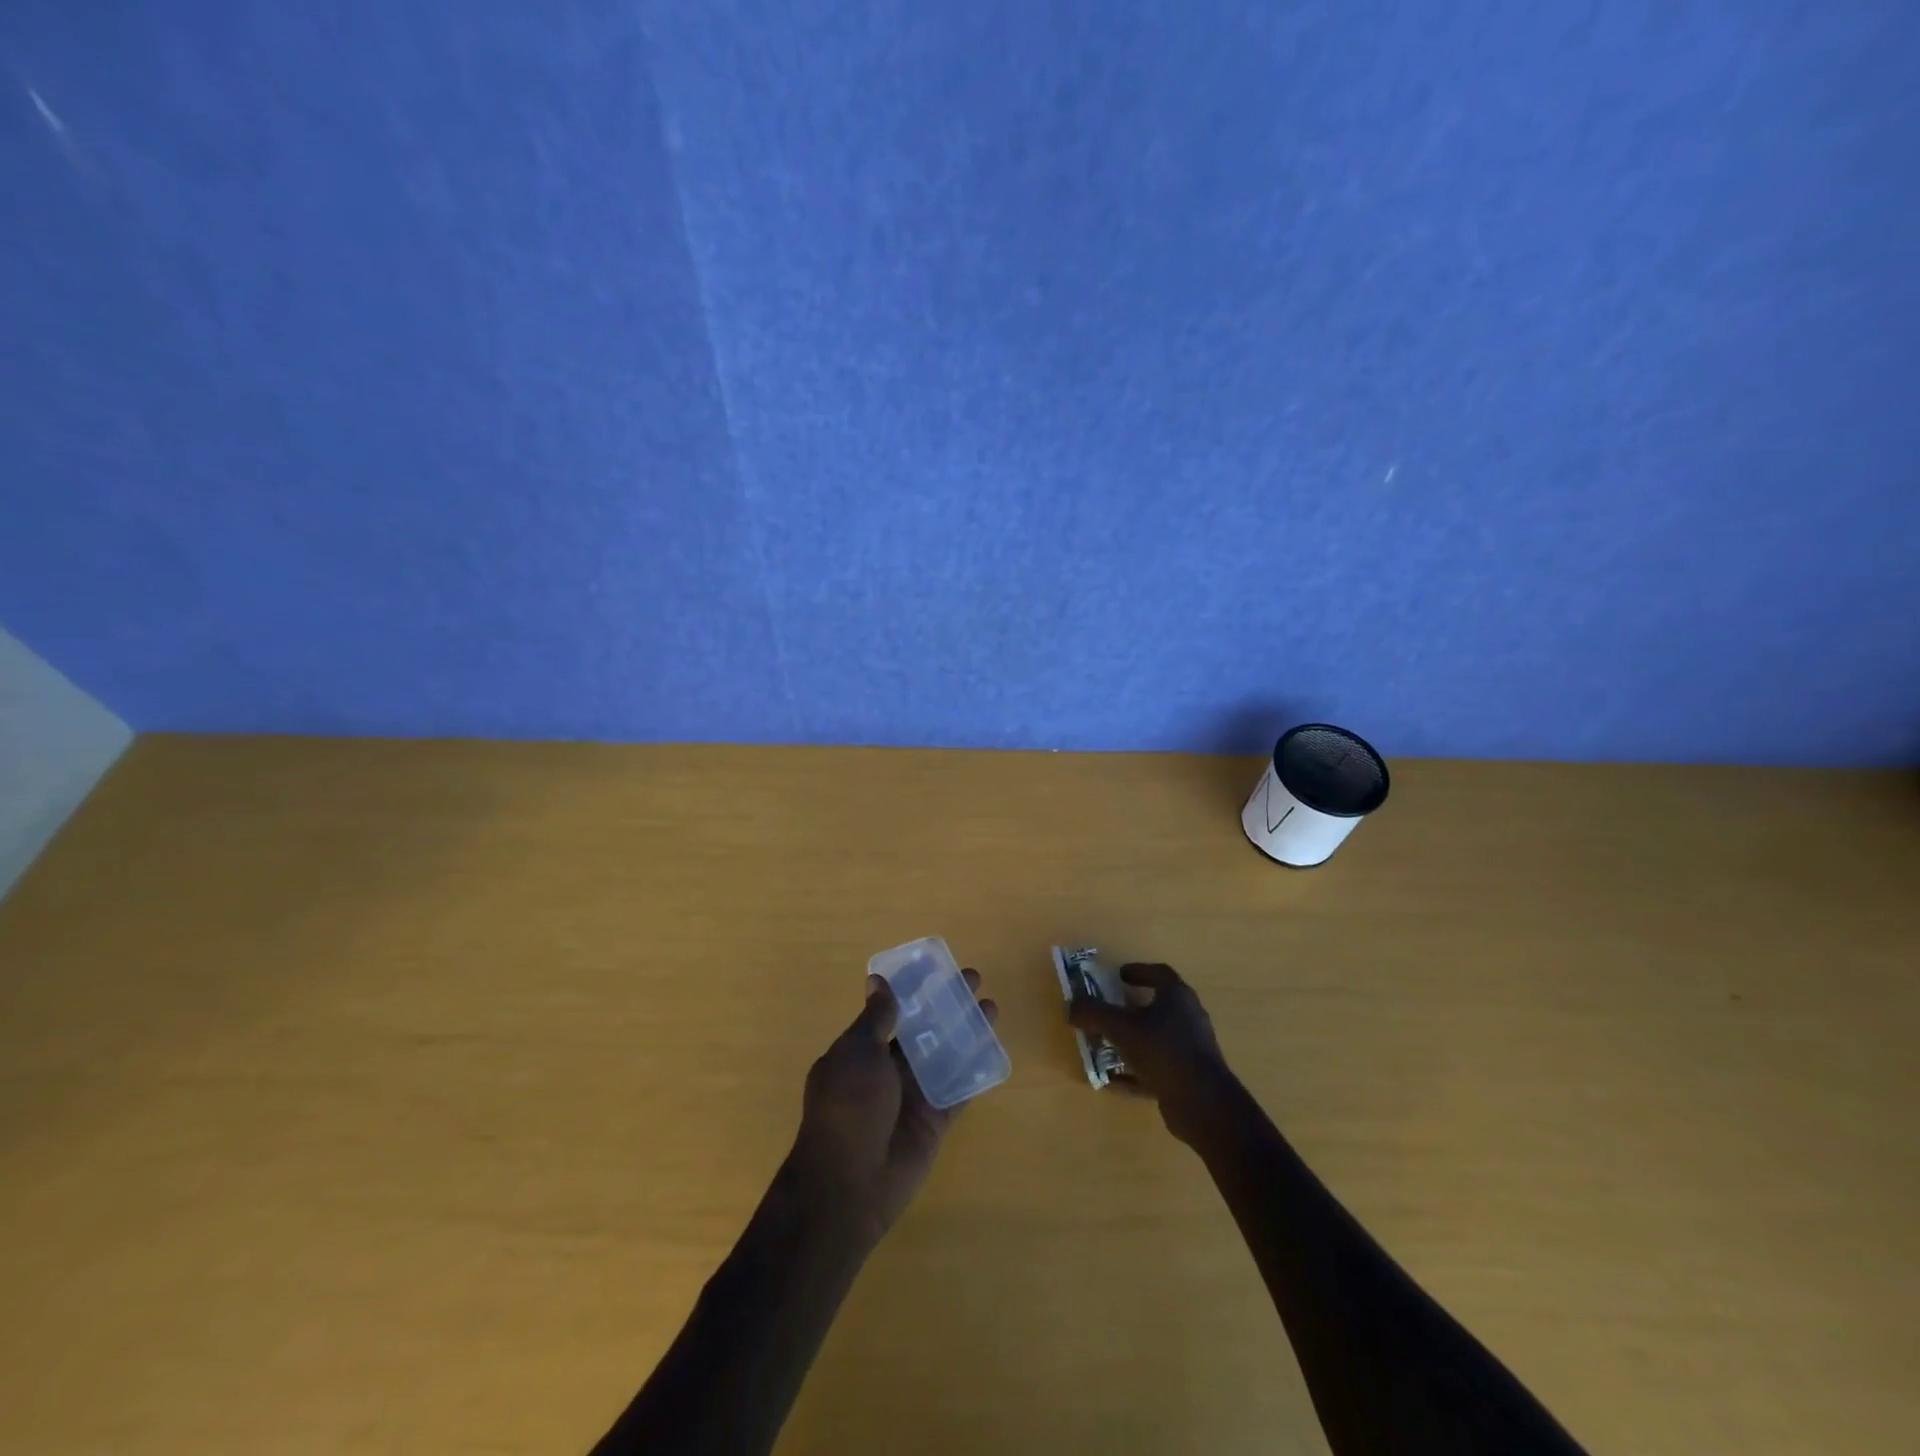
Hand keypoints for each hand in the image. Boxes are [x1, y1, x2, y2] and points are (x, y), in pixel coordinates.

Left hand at [785, 970, 997, 1248]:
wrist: (850, 1184)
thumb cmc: (848, 1107)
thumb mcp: (857, 1053)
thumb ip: (876, 1019)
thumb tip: (878, 981)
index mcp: (862, 1050)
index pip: (891, 1011)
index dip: (913, 989)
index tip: (937, 966)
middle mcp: (888, 1069)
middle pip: (923, 1028)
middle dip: (946, 1004)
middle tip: (974, 979)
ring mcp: (913, 1094)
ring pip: (945, 1054)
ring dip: (966, 1030)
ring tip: (992, 1006)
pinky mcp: (934, 1119)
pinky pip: (959, 1088)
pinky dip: (975, 1070)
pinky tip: (996, 1048)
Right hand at [1067, 963, 1233, 1145]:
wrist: (1202, 1104)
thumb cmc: (1163, 1051)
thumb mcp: (1121, 1028)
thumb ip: (1094, 1013)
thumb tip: (1071, 1006)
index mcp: (1177, 997)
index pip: (1158, 973)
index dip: (1137, 971)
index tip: (1117, 976)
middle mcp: (1188, 1018)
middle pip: (1156, 1006)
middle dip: (1129, 1009)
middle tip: (1106, 1011)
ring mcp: (1190, 1050)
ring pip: (1154, 1039)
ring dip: (1130, 1041)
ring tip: (1104, 1046)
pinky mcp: (1187, 1078)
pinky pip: (1155, 1068)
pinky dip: (1135, 1072)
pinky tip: (1113, 1080)